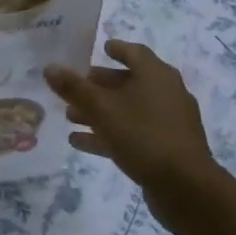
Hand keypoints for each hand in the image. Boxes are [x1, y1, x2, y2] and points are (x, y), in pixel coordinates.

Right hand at [45, 39, 221, 222]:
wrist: (185, 186)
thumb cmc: (143, 135)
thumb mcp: (101, 109)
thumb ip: (74, 88)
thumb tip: (49, 68)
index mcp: (156, 75)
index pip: (135, 52)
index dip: (117, 48)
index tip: (101, 48)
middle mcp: (166, 93)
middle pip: (129, 82)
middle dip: (99, 84)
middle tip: (75, 86)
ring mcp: (168, 123)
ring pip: (128, 110)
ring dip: (99, 111)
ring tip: (69, 116)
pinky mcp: (165, 148)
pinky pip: (132, 134)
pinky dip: (108, 134)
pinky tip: (80, 142)